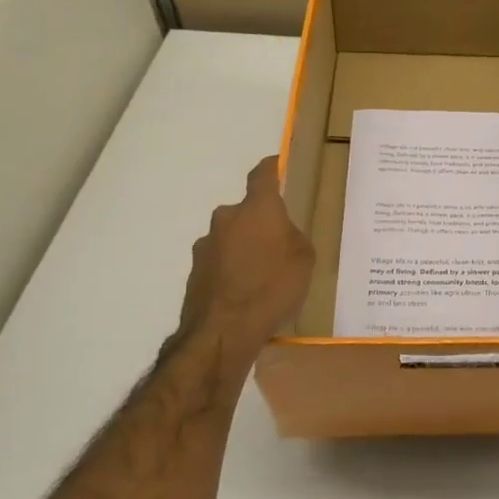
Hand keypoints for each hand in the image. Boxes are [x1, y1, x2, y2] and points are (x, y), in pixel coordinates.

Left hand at [172, 156, 314, 358]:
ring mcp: (206, 245)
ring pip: (231, 237)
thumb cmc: (273, 287)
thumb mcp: (304, 259)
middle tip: (279, 244)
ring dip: (244, 248)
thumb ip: (293, 237)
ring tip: (262, 276)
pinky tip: (245, 293)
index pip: (263, 175)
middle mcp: (227, 218)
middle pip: (247, 211)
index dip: (272, 168)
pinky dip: (231, 270)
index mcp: (258, 209)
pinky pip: (220, 263)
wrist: (224, 331)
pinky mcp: (195, 272)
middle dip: (261, 223)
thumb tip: (282, 234)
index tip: (279, 166)